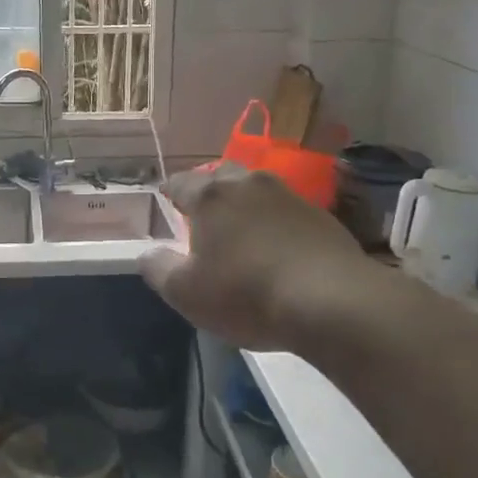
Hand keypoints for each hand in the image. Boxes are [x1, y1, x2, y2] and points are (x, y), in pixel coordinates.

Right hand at [139, 164, 369, 352]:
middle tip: (203, 218)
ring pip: (256, 190)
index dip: (169, 194)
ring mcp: (289, 195)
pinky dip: (275, 222)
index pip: (179, 182)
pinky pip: (286, 210)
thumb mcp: (186, 293)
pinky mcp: (320, 215)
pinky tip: (278, 249)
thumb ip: (158, 268)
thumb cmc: (246, 294)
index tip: (167, 206)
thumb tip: (146, 253)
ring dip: (245, 205)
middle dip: (209, 192)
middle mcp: (249, 183)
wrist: (331, 301)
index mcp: (210, 195)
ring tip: (241, 232)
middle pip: (221, 176)